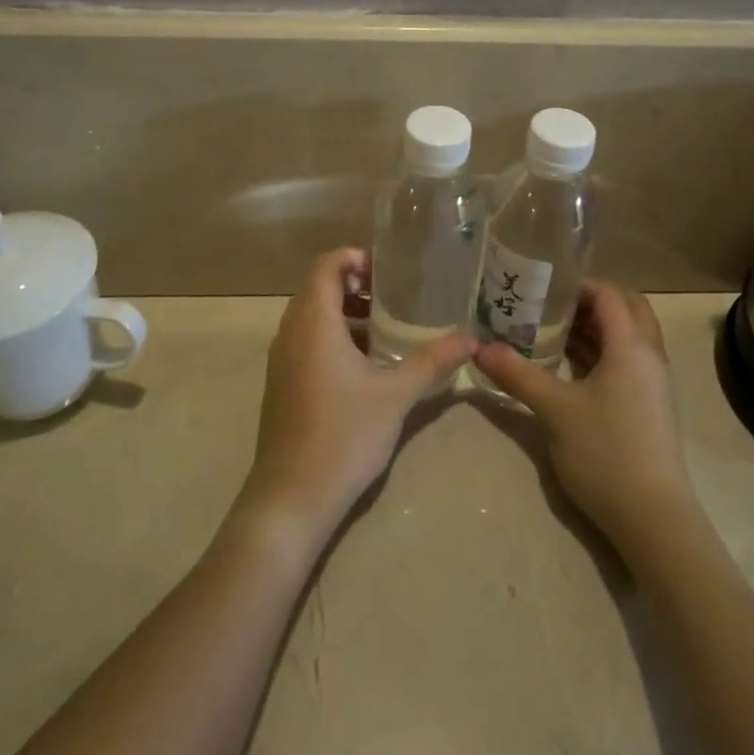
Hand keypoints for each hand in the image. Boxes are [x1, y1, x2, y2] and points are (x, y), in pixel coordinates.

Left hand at [237, 248, 475, 546]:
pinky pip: (306, 340)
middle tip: (396, 297)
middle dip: (356, 284)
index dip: (357, 257)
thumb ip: (433, 362)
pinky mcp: (281, 382)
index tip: (391, 273)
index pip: (327, 264)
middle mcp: (291, 331)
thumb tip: (472, 339)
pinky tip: (366, 365)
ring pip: (312, 315)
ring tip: (387, 328)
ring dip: (346, 312)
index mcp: (314, 322)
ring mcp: (282, 358)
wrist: (291, 497)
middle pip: (319, 286)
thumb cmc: (344, 435)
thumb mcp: (396, 395)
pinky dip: (333, 336)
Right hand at [474, 281, 696, 549]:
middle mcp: (649, 356)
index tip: (542, 285)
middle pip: (626, 309)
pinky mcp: (650, 405)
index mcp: (632, 346)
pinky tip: (569, 366)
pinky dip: (602, 351)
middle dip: (590, 301)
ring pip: (628, 336)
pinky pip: (627, 360)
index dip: (578, 284)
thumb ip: (517, 374)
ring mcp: (653, 383)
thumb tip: (478, 348)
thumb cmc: (606, 453)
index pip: (610, 295)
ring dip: (596, 327)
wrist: (654, 519)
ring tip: (551, 329)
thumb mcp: (555, 410)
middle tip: (550, 304)